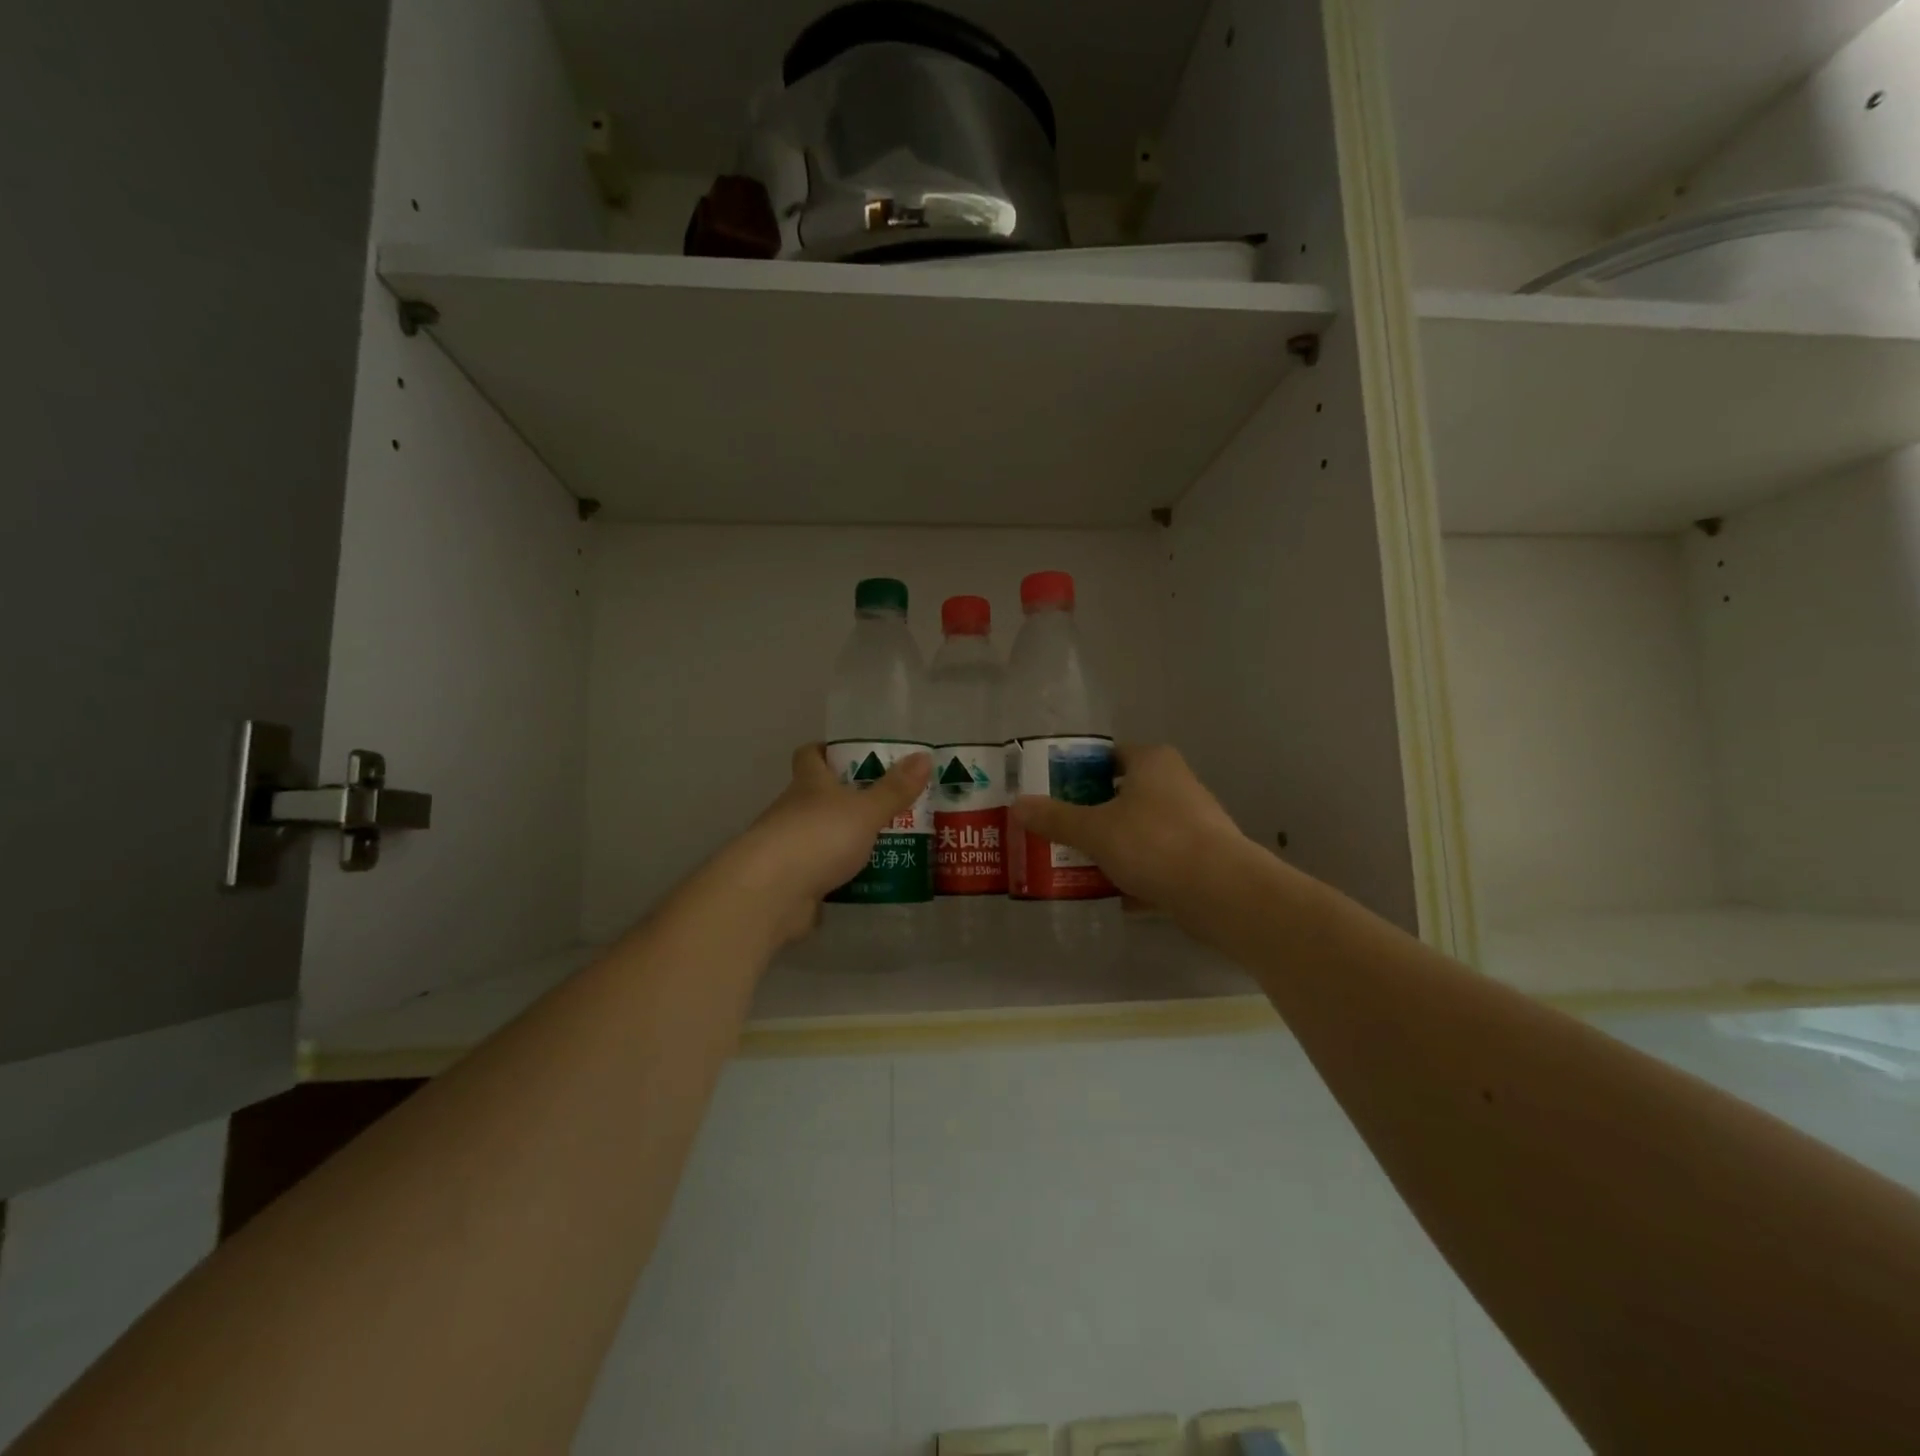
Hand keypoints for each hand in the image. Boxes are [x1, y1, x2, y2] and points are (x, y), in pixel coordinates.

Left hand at [725, 744, 931, 943]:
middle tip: (887, 802)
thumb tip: (924, 756)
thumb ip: (894, 789)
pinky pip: (819, 872)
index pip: (810, 755)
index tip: (851, 754)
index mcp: (809, 784)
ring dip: (844, 839)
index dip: (827, 751)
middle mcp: (793, 810)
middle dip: (847, 799)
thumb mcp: (865, 811)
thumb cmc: (818, 837)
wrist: (771, 893)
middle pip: (817, 797)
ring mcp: (788, 848)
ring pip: (820, 835)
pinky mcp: (790, 882)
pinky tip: (865, 881)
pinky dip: (838, 874)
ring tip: (886, 843)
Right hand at [1011, 744, 1247, 914]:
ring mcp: (1192, 822)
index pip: (1109, 755)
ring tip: (1076, 862)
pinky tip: (1111, 893)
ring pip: (1140, 828)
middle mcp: (1176, 784)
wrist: (1222, 892)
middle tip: (1057, 829)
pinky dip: (1136, 872)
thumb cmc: (1155, 843)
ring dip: (1113, 844)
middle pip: (1123, 793)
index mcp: (1152, 762)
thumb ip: (1055, 818)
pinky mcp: (1201, 858)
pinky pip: (1157, 859)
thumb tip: (1017, 804)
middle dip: (1092, 812)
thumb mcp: (1094, 830)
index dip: (1079, 770)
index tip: (1052, 790)